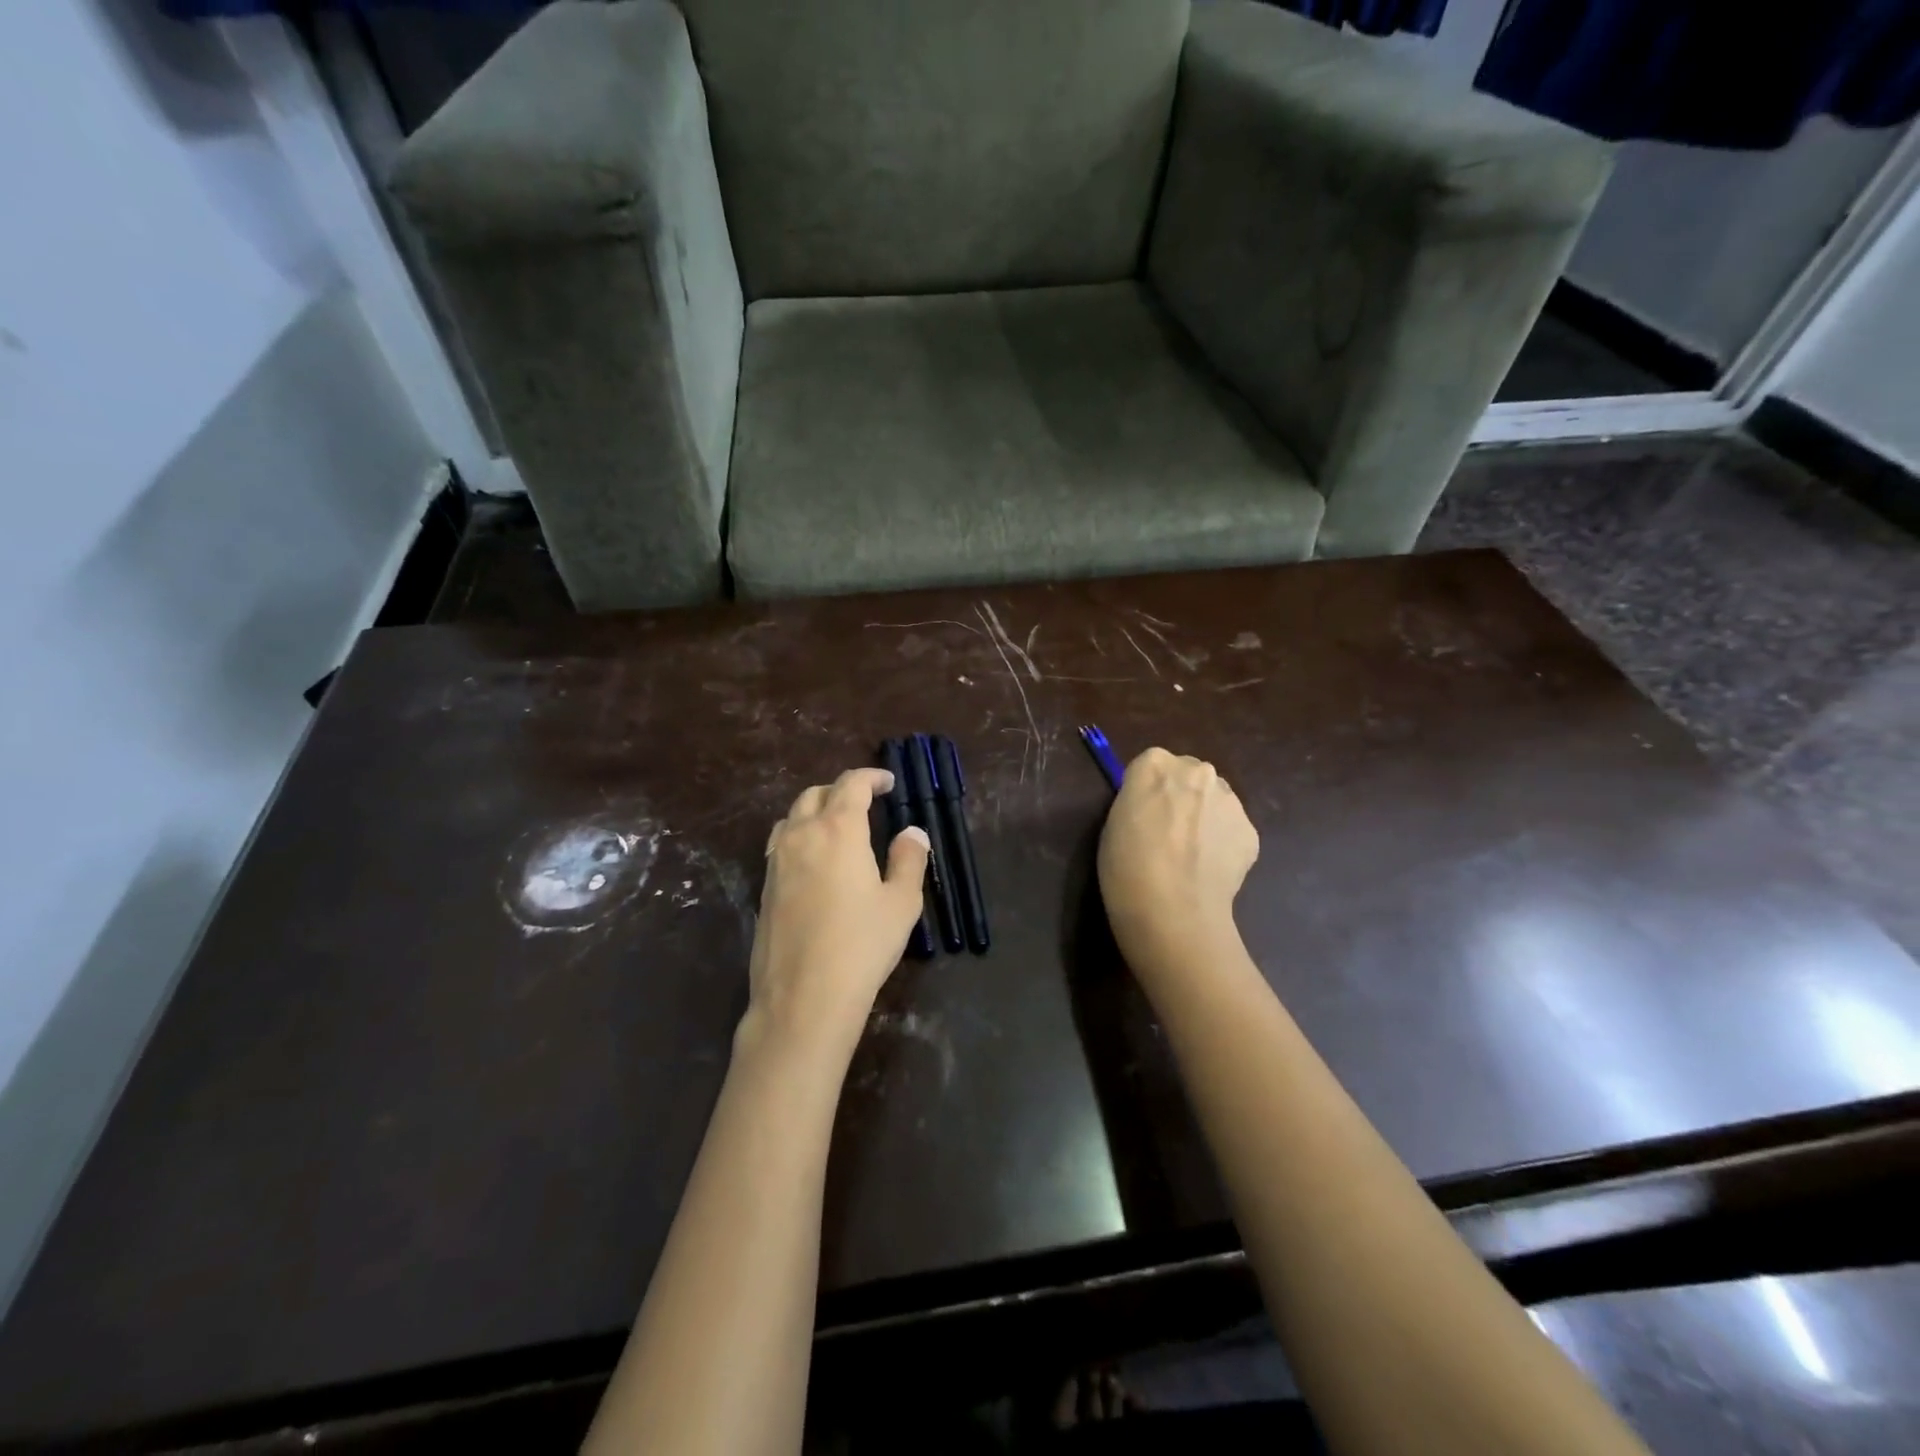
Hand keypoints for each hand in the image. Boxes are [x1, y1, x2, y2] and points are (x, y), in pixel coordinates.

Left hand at [743, 768, 930, 1057]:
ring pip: (792, 818)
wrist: (804, 997)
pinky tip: (813, 861)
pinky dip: (798, 836)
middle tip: (865, 803)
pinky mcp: (765, 888)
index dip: (871, 777)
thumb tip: (912, 833)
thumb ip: (909, 861)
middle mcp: (802, 835)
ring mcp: (776, 862)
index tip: (888, 782)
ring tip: (836, 827)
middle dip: (841, 791)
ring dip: (815, 811)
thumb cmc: (862, 944)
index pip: (851, 785)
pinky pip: (780, 845)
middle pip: (815, 795)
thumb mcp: (901, 903)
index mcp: (838, 829)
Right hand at [1098, 748, 1258, 981]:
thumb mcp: (1114, 822)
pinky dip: (1222, 844)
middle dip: (1182, 797)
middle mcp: (1197, 771)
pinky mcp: (1250, 830)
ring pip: (1215, 800)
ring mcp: (1229, 799)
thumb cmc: (1126, 866)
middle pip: (1188, 775)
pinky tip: (1208, 870)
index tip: (1142, 815)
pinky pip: (1232, 829)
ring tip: (1191, 856)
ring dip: (1205, 817)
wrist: (1172, 911)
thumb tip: (1156, 806)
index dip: (1147, 792)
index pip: (1151, 765)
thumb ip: (1138, 801)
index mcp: (1154, 764)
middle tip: (1168, 834)